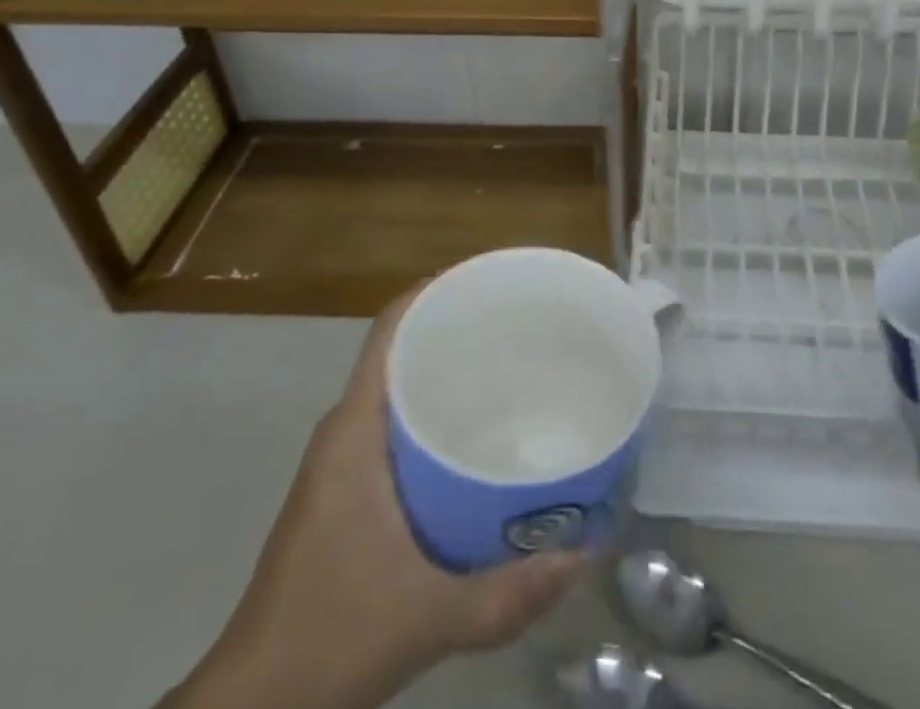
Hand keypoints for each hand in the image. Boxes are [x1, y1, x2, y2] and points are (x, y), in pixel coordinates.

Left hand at [165, 293, 583, 708]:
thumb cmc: (332, 637)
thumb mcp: (430, 616)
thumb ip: (511, 591)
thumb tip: (587, 553)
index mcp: (355, 430)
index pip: (390, 329)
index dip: (435, 292)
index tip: (491, 283)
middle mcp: (346, 431)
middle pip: (402, 350)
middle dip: (458, 331)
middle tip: (524, 329)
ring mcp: (342, 462)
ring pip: (399, 389)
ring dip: (447, 374)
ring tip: (513, 372)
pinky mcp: (346, 492)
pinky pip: (396, 426)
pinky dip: (436, 416)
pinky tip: (479, 441)